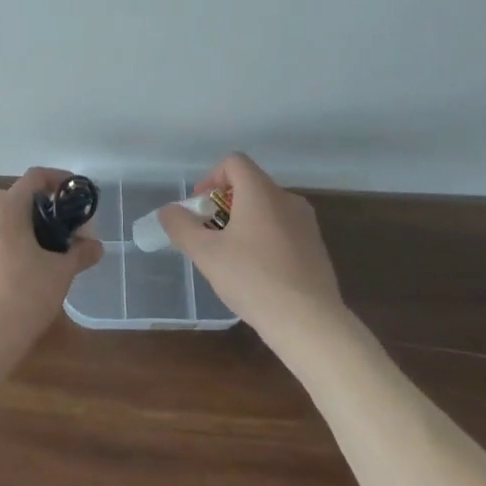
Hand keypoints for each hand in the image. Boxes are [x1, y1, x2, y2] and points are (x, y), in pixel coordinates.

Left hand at [0, 167, 102, 364]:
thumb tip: (96, 246)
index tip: (75, 192)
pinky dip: (10, 241)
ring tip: (47, 246)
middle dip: (40, 204)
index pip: (34, 177)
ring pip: (1, 218)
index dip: (58, 178)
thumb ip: (80, 253)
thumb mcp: (60, 272)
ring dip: (24, 224)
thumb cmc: (23, 294)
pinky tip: (26, 267)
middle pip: (15, 196)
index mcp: (6, 208)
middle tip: (62, 223)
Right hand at [159, 153, 345, 347]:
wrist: (310, 324)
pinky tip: (259, 274)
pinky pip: (284, 230)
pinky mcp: (317, 248)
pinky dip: (266, 239)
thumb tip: (168, 211)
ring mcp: (307, 224)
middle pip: (250, 185)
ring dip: (245, 223)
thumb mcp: (206, 254)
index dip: (211, 178)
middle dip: (225, 204)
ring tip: (233, 257)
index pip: (234, 162)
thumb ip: (182, 227)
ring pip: (268, 209)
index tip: (200, 208)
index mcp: (261, 191)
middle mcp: (287, 198)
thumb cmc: (253, 279)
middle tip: (211, 235)